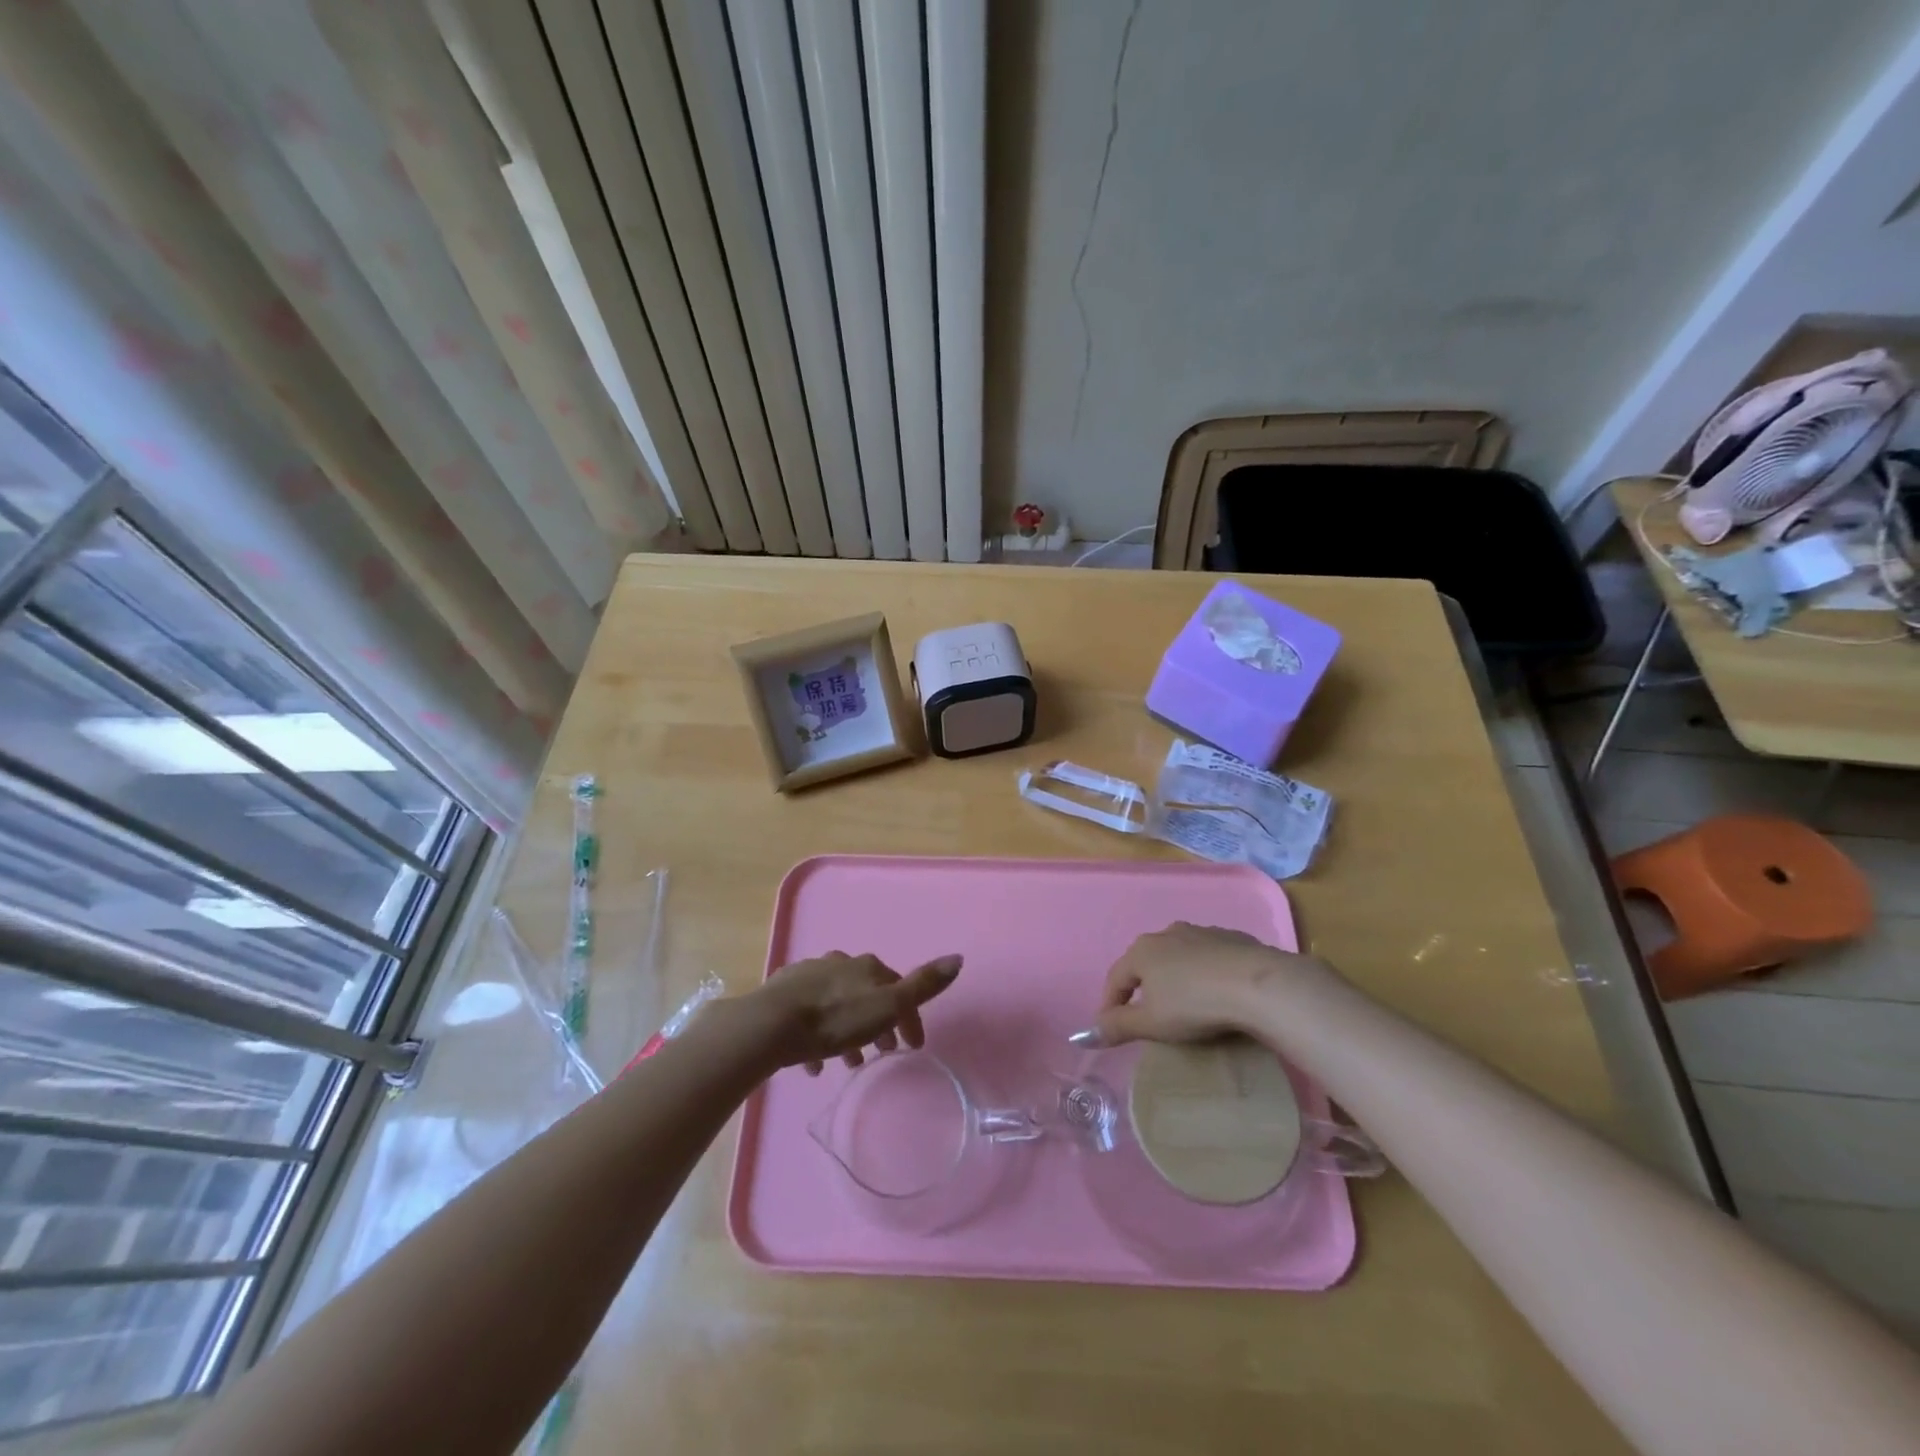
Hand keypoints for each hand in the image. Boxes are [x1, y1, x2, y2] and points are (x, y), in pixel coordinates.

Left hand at [748, 951, 962, 1074]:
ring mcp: (810, 975)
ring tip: (847, 1063)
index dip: (910, 1018)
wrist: (772, 1024)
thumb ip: (923, 985)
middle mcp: (840, 963)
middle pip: (867, 993)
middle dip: (878, 1023)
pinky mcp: (784, 992)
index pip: (899, 988)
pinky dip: (818, 1035)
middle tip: (881, 1054)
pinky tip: (814, 1062)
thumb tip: (958, 957)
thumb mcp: (887, 1005)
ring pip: (838, 1003)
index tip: (913, 1047)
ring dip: (848, 1030)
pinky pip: (810, 1014)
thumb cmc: (835, 1019)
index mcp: (867, 967)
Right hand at [1090, 922, 1338, 1046]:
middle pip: (1146, 963)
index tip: (1109, 1027)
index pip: (1115, 978)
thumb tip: (1083, 1035)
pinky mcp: (1233, 939)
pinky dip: (1205, 974)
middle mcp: (1167, 933)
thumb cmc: (1194, 1004)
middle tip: (1147, 1016)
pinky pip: (1209, 958)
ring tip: (1184, 1005)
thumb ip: (1117, 1027)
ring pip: (1179, 957)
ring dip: (1175, 979)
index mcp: (1142, 951)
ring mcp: (1201, 933)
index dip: (1109, 1004)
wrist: (1258, 985)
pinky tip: (1217, 994)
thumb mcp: (1150, 1023)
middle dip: (1142, 988)